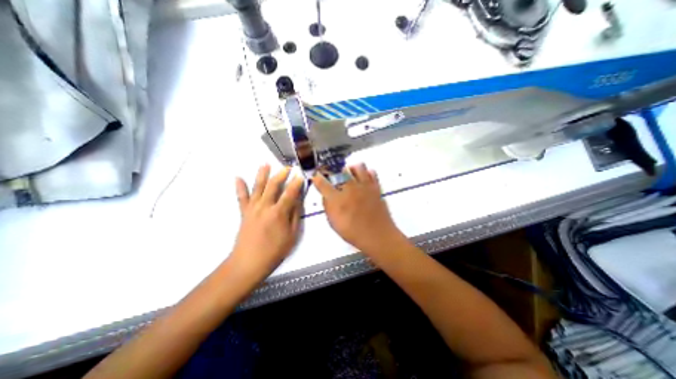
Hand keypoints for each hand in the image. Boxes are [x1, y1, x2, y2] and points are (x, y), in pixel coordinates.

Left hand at [234, 164, 304, 277]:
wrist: (248, 262)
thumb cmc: (274, 251)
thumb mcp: (292, 235)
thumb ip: (295, 216)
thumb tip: (297, 201)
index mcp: (278, 213)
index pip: (290, 193)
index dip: (296, 183)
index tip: (301, 175)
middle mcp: (265, 206)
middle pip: (273, 186)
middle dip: (281, 174)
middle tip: (287, 167)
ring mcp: (252, 208)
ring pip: (258, 187)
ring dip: (262, 174)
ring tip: (265, 164)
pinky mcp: (244, 212)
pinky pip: (241, 197)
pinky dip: (240, 187)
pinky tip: (238, 177)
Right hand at [314, 164, 402, 252]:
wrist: (377, 235)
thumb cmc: (353, 232)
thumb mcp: (334, 223)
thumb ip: (328, 207)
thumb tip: (326, 196)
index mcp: (337, 199)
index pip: (322, 183)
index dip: (317, 178)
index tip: (315, 176)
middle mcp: (350, 188)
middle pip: (342, 170)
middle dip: (337, 172)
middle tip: (337, 177)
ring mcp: (365, 186)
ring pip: (358, 166)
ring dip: (353, 169)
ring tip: (351, 175)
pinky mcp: (376, 187)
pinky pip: (372, 173)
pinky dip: (367, 173)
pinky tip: (364, 179)